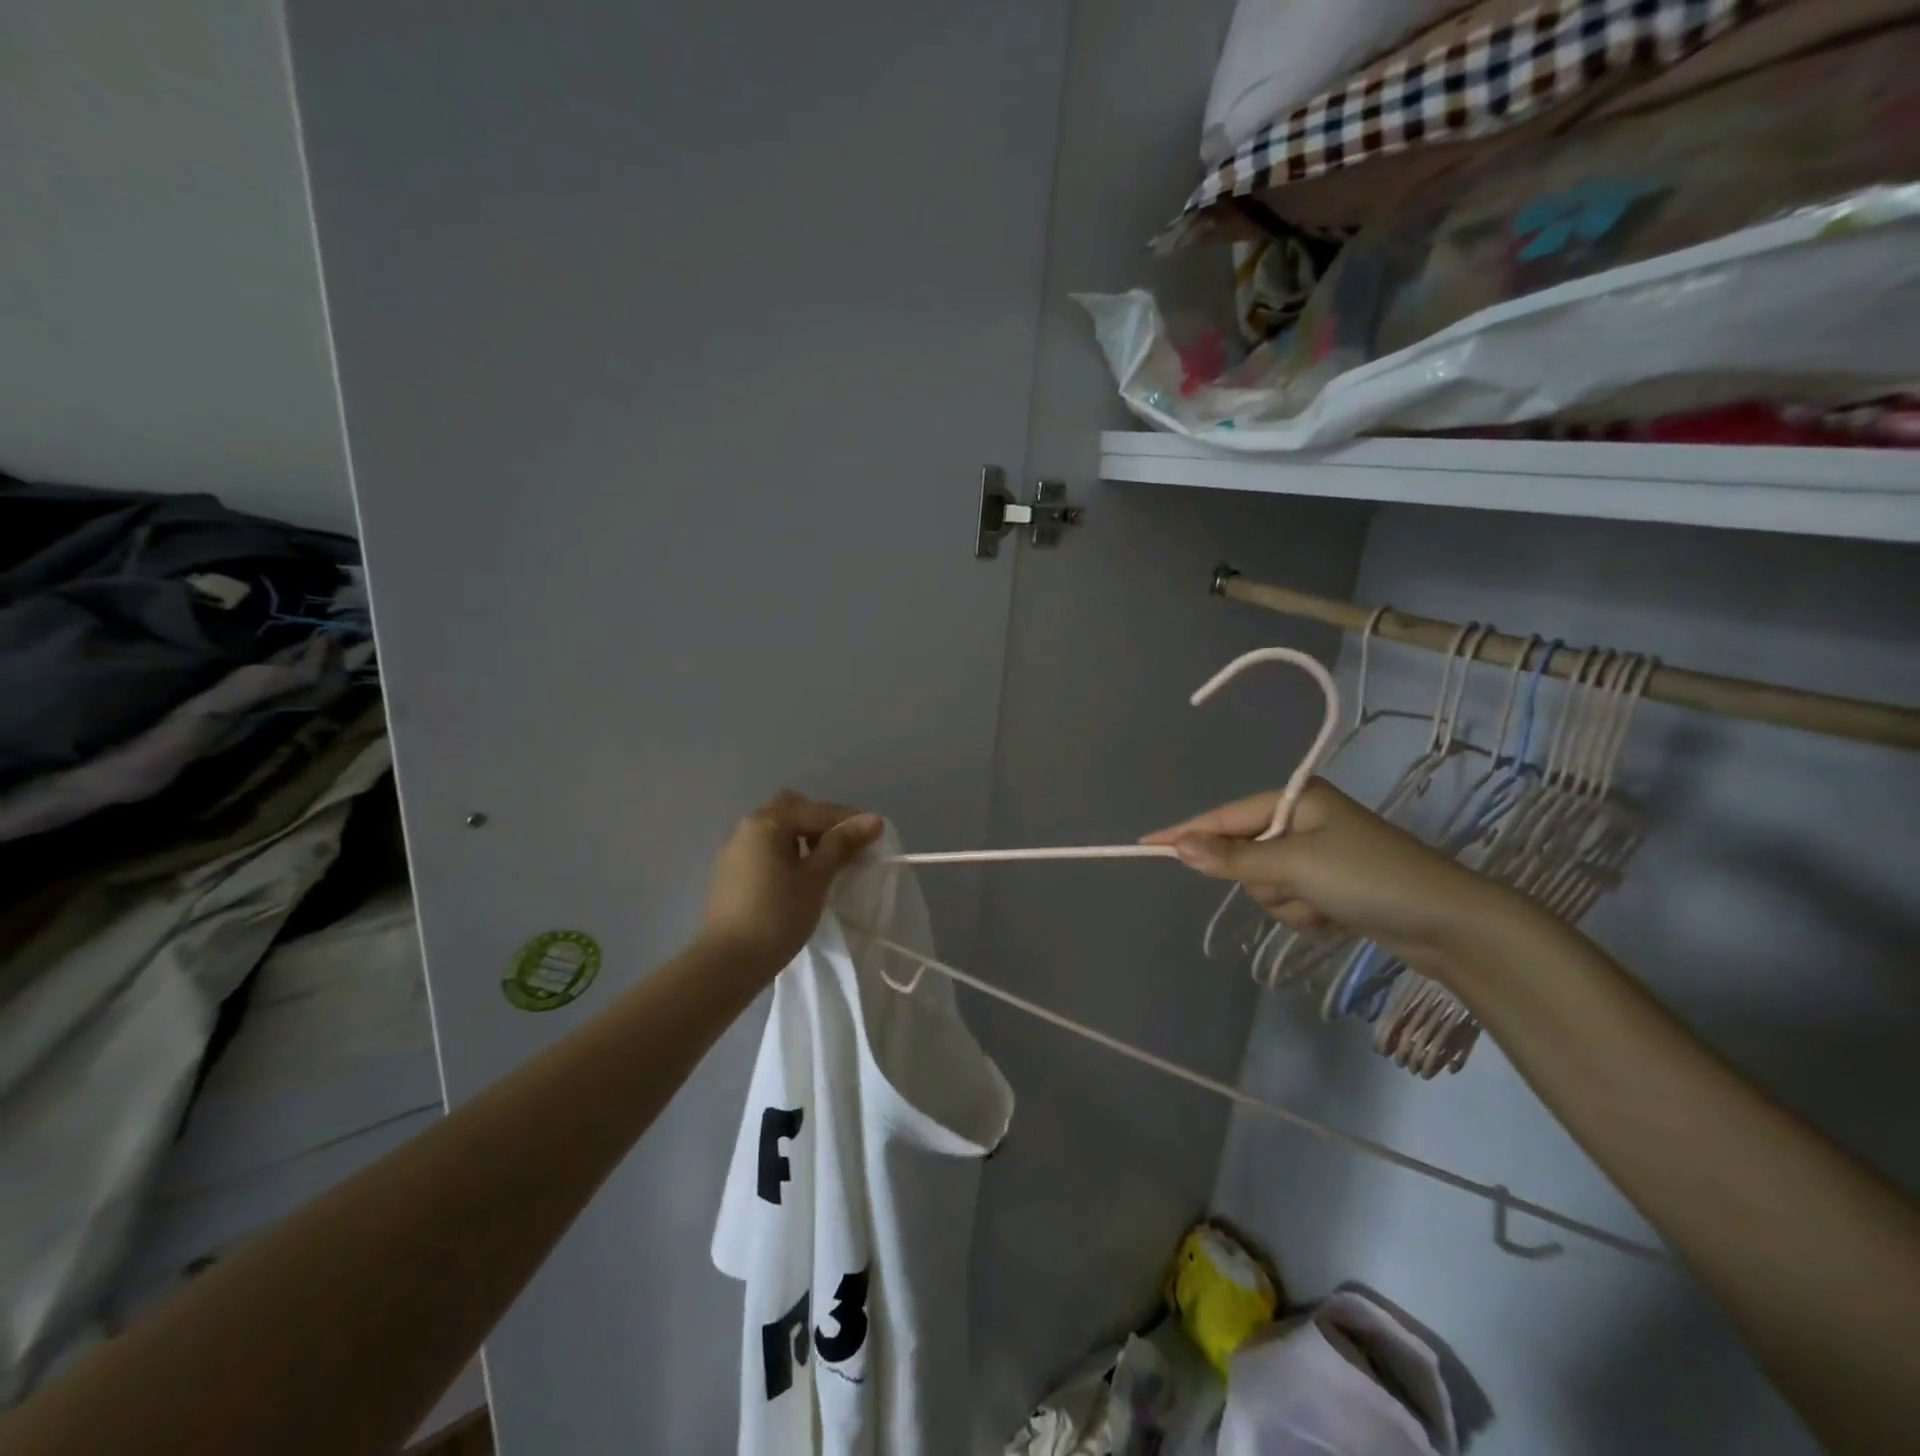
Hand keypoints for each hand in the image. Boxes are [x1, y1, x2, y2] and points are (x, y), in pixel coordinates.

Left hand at [701, 792, 883, 969]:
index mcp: (767, 823)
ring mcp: (735, 851)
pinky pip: (766, 851)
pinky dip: (787, 855)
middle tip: (844, 848)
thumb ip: (842, 844)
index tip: (875, 835)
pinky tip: (800, 879)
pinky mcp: (731, 874)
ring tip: (827, 865)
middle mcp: (747, 828)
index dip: (849, 820)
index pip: (817, 810)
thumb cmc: (777, 916)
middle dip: (822, 824)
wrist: (727, 963)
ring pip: (778, 831)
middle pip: (792, 811)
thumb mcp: (816, 878)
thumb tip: (873, 819)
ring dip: (804, 839)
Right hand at [1141, 780, 1504, 969]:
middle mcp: (1303, 819)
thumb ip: (1233, 858)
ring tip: (1327, 906)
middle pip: (1244, 855)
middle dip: (1266, 881)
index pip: (1224, 817)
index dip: (1187, 833)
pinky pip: (1290, 900)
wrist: (1448, 924)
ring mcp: (1317, 853)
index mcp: (1295, 799)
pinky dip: (1306, 914)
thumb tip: (1180, 847)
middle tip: (1300, 889)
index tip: (1145, 845)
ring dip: (1289, 903)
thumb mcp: (1294, 866)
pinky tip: (1337, 917)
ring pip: (1265, 884)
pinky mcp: (1331, 884)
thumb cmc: (1369, 878)